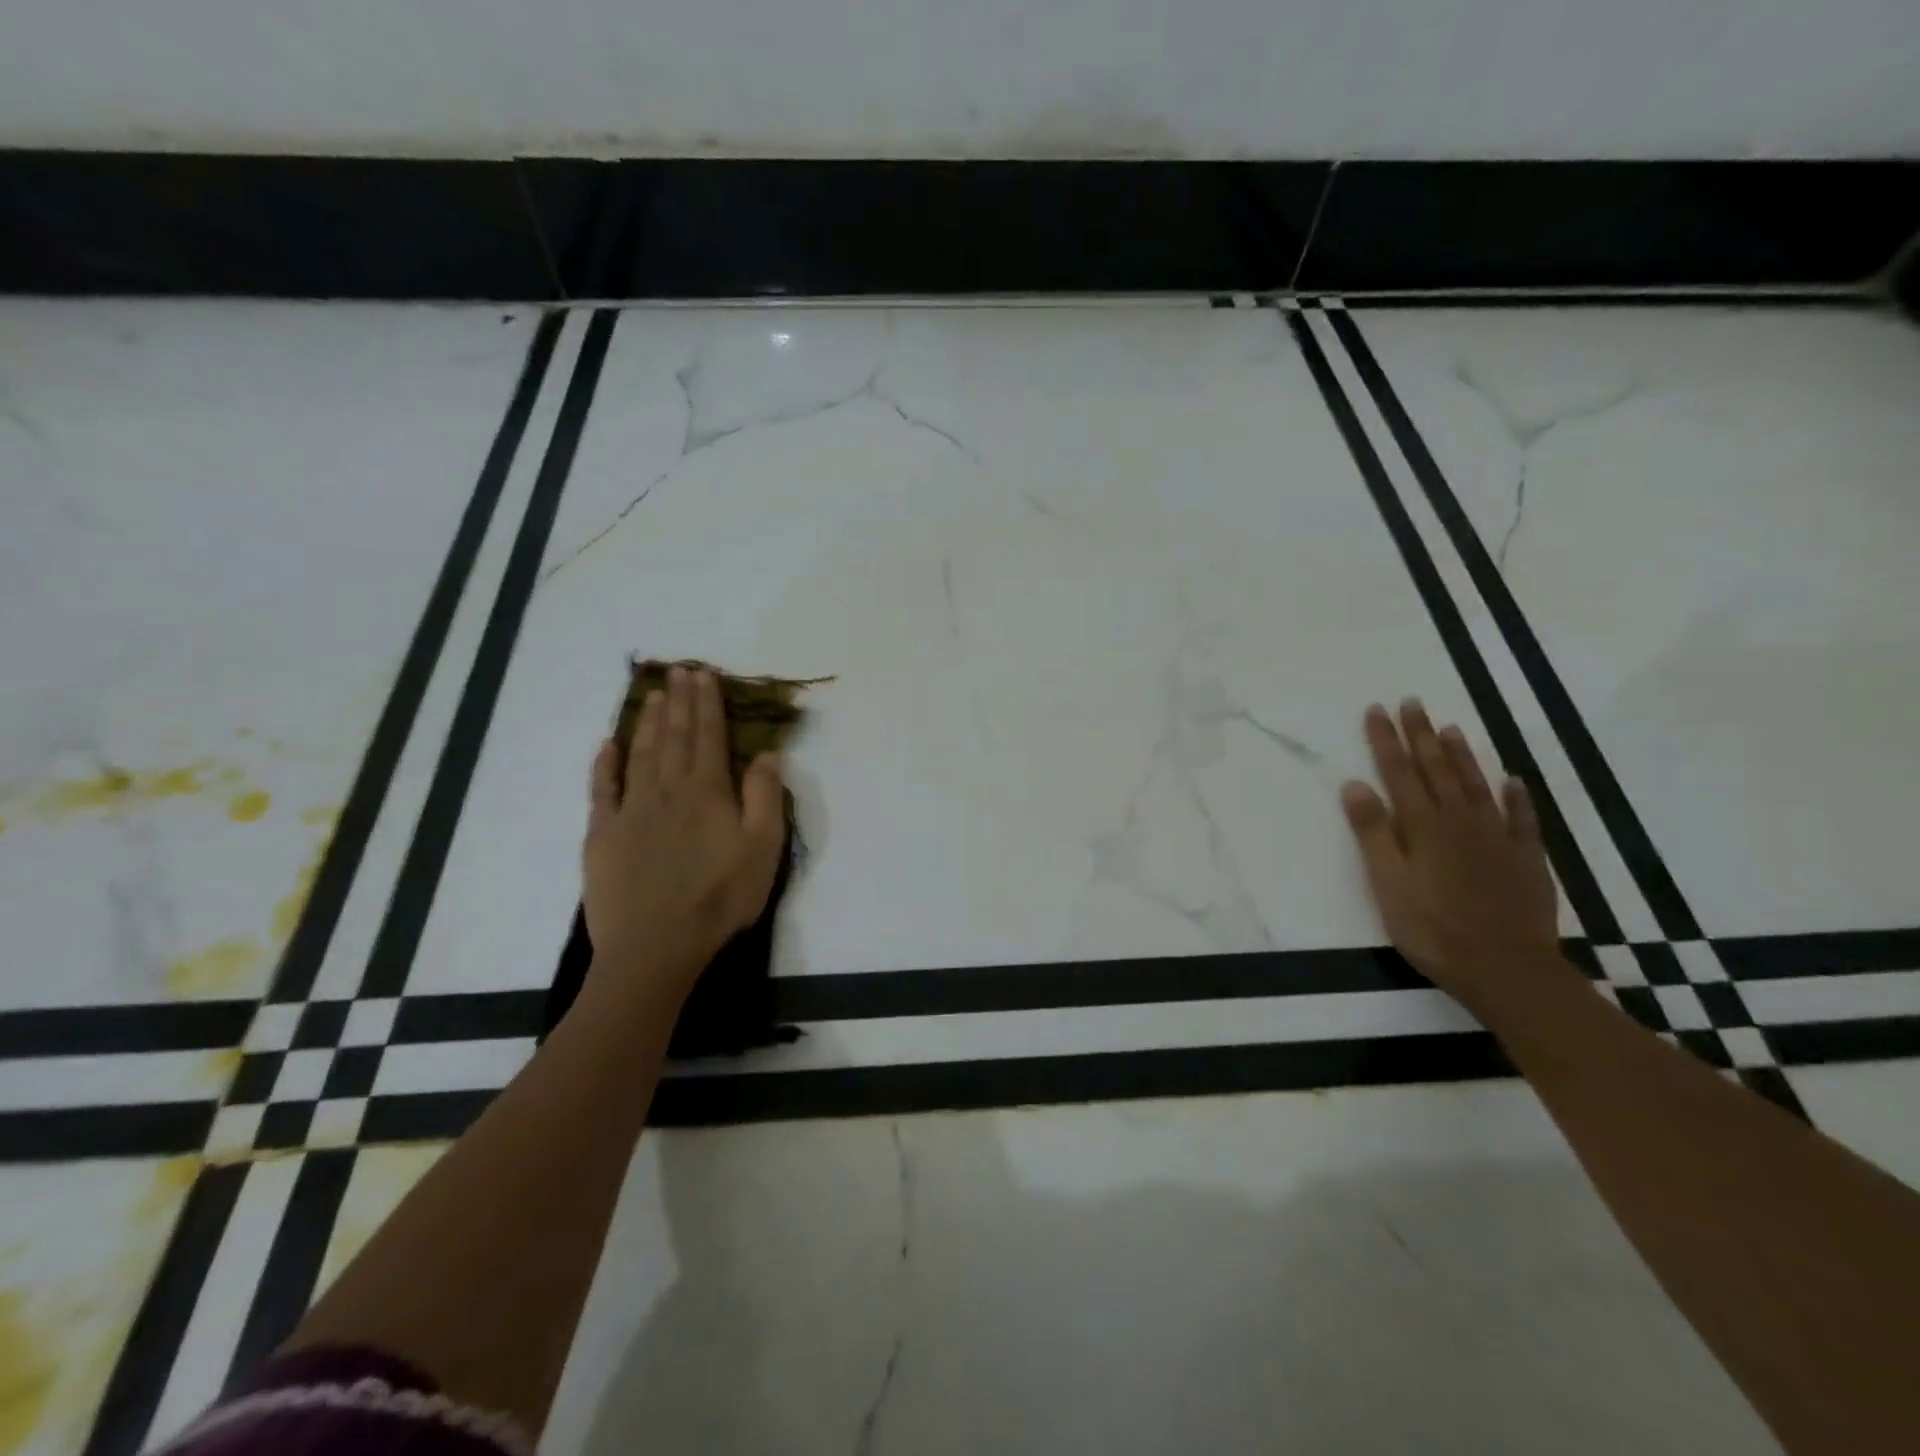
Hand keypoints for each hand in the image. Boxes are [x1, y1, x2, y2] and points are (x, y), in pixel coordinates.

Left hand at [583, 665, 786, 998]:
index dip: (707, 704)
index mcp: (707, 792)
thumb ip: (764, 797)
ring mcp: (630, 810)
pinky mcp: (602, 834)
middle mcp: (667, 790)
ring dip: (647, 722)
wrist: (656, 946)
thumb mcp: (763, 849)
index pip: (708, 736)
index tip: (704, 675)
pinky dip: (605, 763)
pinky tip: (607, 744)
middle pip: (673, 736)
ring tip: (651, 694)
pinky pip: (602, 789)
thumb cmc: (720, 898)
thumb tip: (766, 753)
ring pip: (640, 754)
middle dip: (678, 702)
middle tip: (679, 672)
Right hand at [1340, 700, 1566, 1015]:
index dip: (1385, 740)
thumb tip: (1355, 784)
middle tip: (1412, 702)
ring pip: (1476, 785)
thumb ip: (1372, 832)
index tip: (1376, 710)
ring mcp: (1497, 838)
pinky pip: (1522, 818)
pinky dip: (1516, 796)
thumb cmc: (1433, 928)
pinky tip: (1513, 781)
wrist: (1506, 968)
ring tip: (1450, 727)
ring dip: (1462, 755)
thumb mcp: (1387, 883)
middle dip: (1421, 735)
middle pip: (1437, 769)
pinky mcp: (1525, 859)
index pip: (1398, 772)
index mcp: (1422, 826)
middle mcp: (1460, 821)